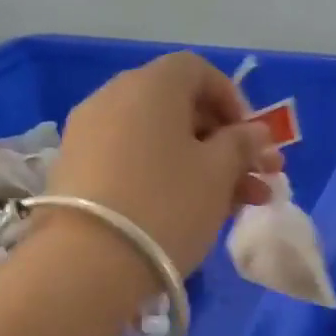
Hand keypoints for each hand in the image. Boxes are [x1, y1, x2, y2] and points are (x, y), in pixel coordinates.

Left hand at [46, 51, 282, 275]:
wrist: (87, 264)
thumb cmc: (167, 204)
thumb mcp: (218, 172)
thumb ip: (242, 144)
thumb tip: (255, 132)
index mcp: (151, 85)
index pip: (198, 71)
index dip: (233, 100)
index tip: (253, 138)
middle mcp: (114, 97)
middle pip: (180, 108)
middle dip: (225, 142)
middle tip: (258, 176)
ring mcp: (90, 134)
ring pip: (160, 140)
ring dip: (203, 165)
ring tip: (239, 204)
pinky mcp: (77, 170)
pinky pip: (134, 160)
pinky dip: (166, 176)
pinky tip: (194, 211)